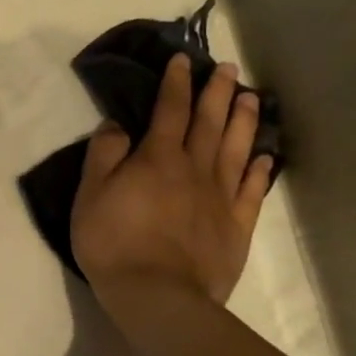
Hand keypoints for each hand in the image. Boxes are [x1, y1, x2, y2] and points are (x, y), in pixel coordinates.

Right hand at [71, 57, 273, 332]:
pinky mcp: (236, 226)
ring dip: (245, 120)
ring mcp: (220, 197)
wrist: (157, 295)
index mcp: (158, 158)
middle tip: (229, 68)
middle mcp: (195, 169)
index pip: (170, 110)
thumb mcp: (90, 195)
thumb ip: (104, 155)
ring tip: (252, 98)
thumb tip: (118, 124)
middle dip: (218, 92)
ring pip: (237, 149)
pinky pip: (251, 191)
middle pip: (210, 122)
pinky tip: (266, 158)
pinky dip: (260, 171)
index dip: (176, 83)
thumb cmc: (114, 243)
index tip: (183, 60)